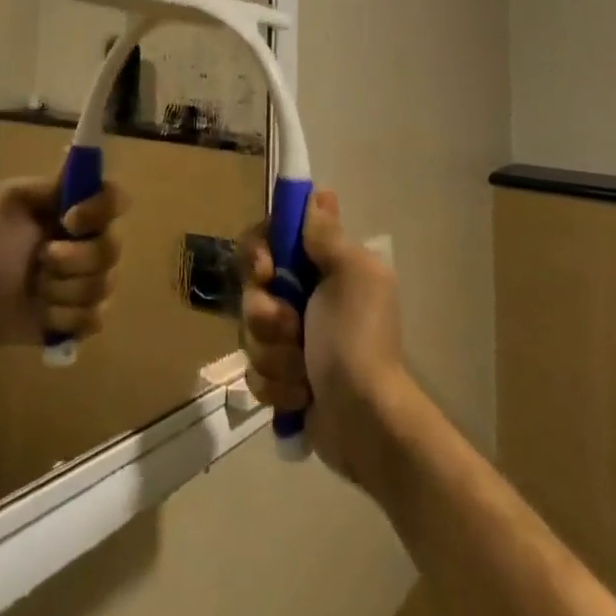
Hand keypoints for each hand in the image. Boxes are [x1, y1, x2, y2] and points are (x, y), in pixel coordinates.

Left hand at [0, 179, 127, 348]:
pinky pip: (92, 318)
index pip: (117, 199)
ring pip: (101, 286)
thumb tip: (76, 172)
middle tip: (42, 257)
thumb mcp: (15, 201)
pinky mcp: (90, 318)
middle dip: (72, 258)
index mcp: (86, 211)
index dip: (100, 210)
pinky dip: (61, 316)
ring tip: (37, 285)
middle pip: (111, 249)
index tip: (68, 219)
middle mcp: (100, 242)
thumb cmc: (1, 242)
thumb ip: (47, 186)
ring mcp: (99, 282)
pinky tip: (43, 311)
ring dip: (59, 288)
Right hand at [240, 189, 409, 485]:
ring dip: (274, 354)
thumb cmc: (358, 338)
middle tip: (292, 328)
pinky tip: (301, 396)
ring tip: (303, 372)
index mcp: (322, 268)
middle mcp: (304, 298)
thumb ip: (326, 234)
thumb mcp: (351, 273)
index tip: (265, 269)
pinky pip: (254, 372)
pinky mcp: (282, 380)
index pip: (269, 239)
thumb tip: (319, 194)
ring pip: (250, 332)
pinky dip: (276, 386)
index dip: (258, 251)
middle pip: (252, 288)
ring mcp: (291, 341)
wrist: (366, 422)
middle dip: (266, 313)